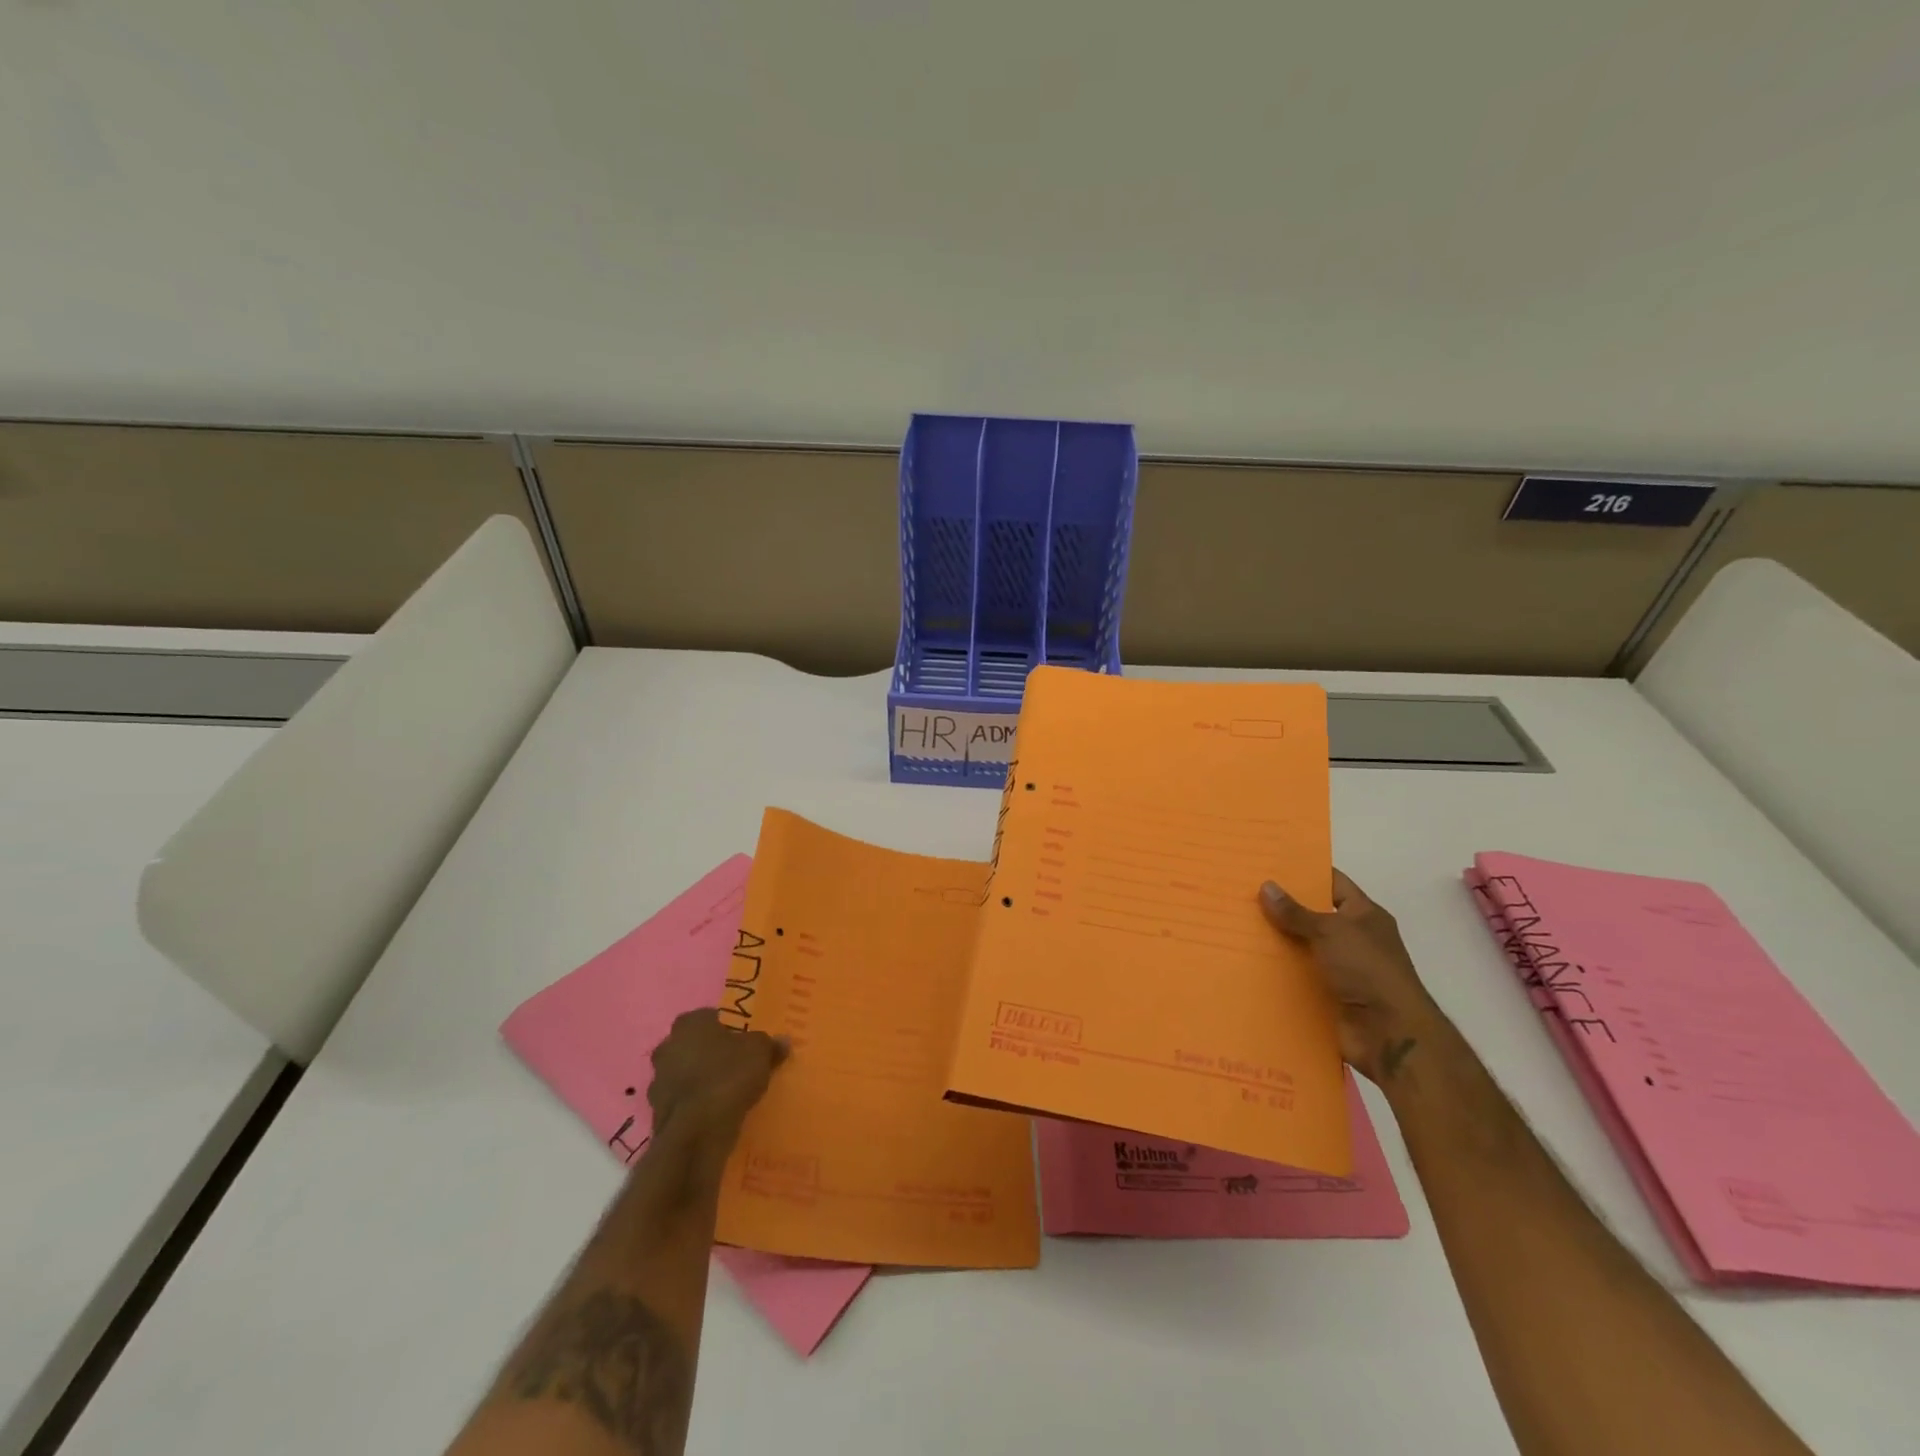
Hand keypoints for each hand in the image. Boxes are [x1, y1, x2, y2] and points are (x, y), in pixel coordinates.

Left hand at [647, 1009, 787, 1141]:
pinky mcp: (657, 1113)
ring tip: (725, 1092)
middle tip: (734, 1064)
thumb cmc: (728, 1076)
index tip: (742, 1041)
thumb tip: (782, 1041)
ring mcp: (657, 1081)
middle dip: (709, 1053)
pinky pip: (681, 1102)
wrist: (697, 1131)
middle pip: (692, 1045)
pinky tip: (714, 1113)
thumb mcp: (760, 1053)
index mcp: (689, 1024)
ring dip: (699, 1080)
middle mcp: (667, 1047)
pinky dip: (694, 1105)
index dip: (726, 1028)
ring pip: (683, 1074)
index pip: (708, 1017)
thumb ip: (770, 1044)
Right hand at [1260, 870, 1444, 1084]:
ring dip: (1275, 942)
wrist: (1389, 1034)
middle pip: (1312, 916)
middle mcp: (1353, 939)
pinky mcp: (1326, 995)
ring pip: (1301, 947)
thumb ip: (1296, 912)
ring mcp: (1340, 969)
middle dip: (1281, 908)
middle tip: (1242, 893)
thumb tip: (1266, 886)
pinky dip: (1276, 972)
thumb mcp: (1331, 931)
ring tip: (1235, 925)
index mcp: (1364, 916)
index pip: (1333, 883)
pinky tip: (1245, 962)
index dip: (1305, 872)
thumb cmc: (1368, 970)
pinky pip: (1296, 977)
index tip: (1270, 864)